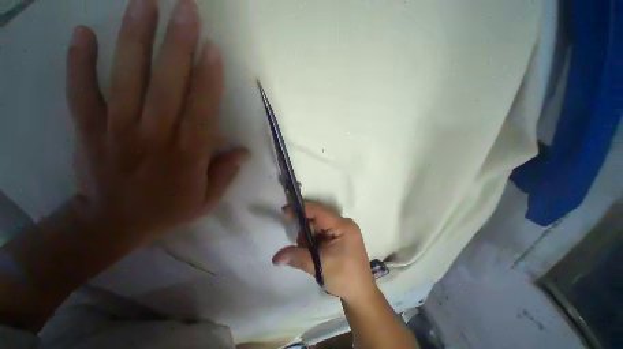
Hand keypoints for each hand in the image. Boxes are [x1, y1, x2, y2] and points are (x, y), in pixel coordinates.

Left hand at [66, 0, 246, 240]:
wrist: (113, 225)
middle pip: (166, 85)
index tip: (212, 49)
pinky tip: (83, 32)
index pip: (201, 111)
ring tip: (145, 3)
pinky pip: (81, 92)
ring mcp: (115, 130)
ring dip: (135, 38)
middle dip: (177, 45)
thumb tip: (244, 152)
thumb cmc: (166, 211)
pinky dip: (78, 62)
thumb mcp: (207, 200)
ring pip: (125, 79)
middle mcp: (152, 137)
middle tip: (186, 9)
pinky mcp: (87, 130)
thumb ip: (225, 174)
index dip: (208, 80)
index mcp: (186, 156)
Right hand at [272, 202, 375, 302]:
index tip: (285, 210)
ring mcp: (343, 230)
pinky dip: (314, 241)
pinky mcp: (340, 237)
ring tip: (310, 254)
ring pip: (318, 226)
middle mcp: (343, 224)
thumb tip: (275, 258)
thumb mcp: (319, 266)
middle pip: (317, 219)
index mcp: (343, 226)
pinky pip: (322, 232)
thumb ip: (297, 257)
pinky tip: (314, 252)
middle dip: (305, 230)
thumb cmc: (344, 278)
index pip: (319, 212)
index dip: (302, 209)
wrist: (360, 295)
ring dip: (309, 238)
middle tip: (301, 246)